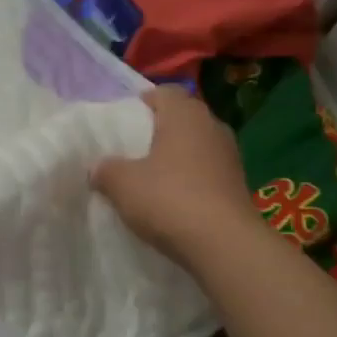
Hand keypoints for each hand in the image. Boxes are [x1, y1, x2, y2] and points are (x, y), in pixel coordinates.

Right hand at [93, 87, 262, 262]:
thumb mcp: (122, 184)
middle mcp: (212, 126)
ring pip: (197, 145)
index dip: (142, 103)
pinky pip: (208, 171)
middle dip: (159, 131)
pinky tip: (176, 199)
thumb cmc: (169, 199)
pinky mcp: (238, 184)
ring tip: (153, 177)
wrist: (224, 244)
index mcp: (184, 114)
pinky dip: (192, 179)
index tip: (124, 122)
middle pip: (182, 118)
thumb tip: (98, 167)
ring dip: (178, 157)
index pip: (163, 92)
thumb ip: (105, 170)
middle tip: (134, 150)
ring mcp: (230, 155)